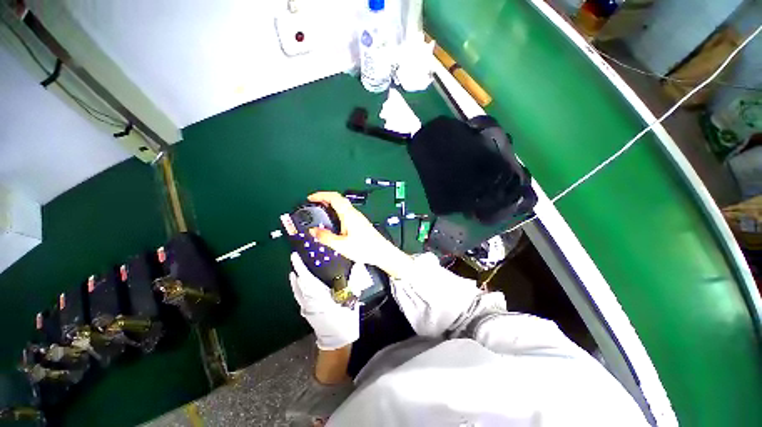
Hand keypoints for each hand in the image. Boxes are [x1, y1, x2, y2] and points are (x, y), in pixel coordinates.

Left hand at [290, 252, 365, 349]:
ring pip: (297, 290)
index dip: (300, 266)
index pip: (306, 277)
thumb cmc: (343, 320)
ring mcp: (306, 308)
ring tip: (295, 269)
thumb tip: (358, 264)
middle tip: (296, 257)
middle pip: (298, 283)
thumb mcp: (351, 299)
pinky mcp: (307, 312)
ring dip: (295, 279)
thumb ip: (353, 280)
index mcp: (318, 296)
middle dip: (296, 269)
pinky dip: (298, 287)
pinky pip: (299, 296)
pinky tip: (301, 284)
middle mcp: (308, 301)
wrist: (337, 342)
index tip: (294, 255)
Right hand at [307, 192, 413, 277]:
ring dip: (331, 206)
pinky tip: (333, 222)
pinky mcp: (360, 223)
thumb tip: (313, 231)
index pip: (334, 197)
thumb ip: (326, 238)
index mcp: (349, 215)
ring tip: (321, 213)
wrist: (381, 252)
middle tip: (313, 205)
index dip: (321, 195)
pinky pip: (346, 213)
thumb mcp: (341, 245)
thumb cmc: (365, 248)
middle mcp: (354, 213)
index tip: (310, 198)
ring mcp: (358, 217)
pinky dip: (336, 213)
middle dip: (324, 199)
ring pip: (343, 206)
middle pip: (338, 199)